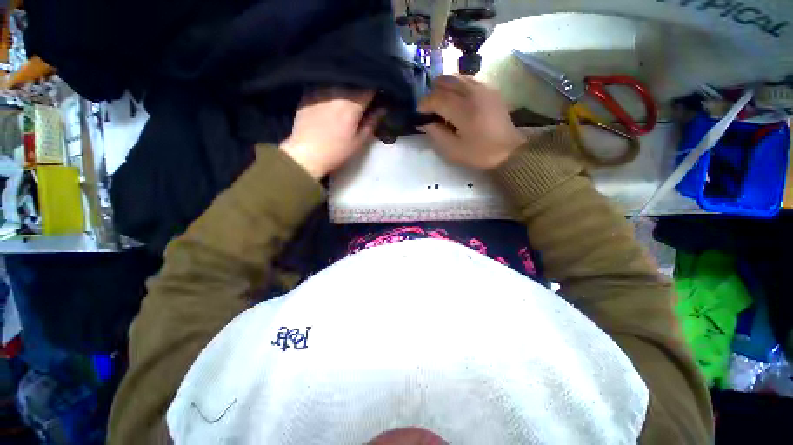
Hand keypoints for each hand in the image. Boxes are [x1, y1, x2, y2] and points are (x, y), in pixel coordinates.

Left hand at [281, 89, 381, 178]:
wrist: (306, 153)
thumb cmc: (336, 151)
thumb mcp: (359, 141)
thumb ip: (372, 122)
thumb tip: (382, 109)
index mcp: (352, 103)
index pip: (369, 87)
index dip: (376, 89)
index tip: (379, 95)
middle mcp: (337, 91)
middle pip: (354, 81)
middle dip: (361, 86)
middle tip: (365, 96)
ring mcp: (320, 89)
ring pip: (338, 80)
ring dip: (346, 85)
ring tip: (349, 93)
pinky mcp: (307, 91)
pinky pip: (324, 83)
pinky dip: (331, 86)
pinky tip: (332, 95)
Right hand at [418, 75, 525, 169]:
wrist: (509, 151)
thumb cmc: (479, 154)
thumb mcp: (453, 151)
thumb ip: (436, 134)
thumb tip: (424, 123)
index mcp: (463, 111)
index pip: (437, 98)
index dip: (424, 104)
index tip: (419, 112)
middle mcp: (473, 93)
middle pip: (446, 81)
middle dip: (433, 92)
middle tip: (429, 107)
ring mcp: (483, 88)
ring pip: (457, 77)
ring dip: (444, 86)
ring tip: (441, 102)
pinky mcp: (490, 89)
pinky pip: (468, 80)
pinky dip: (457, 85)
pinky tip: (456, 99)